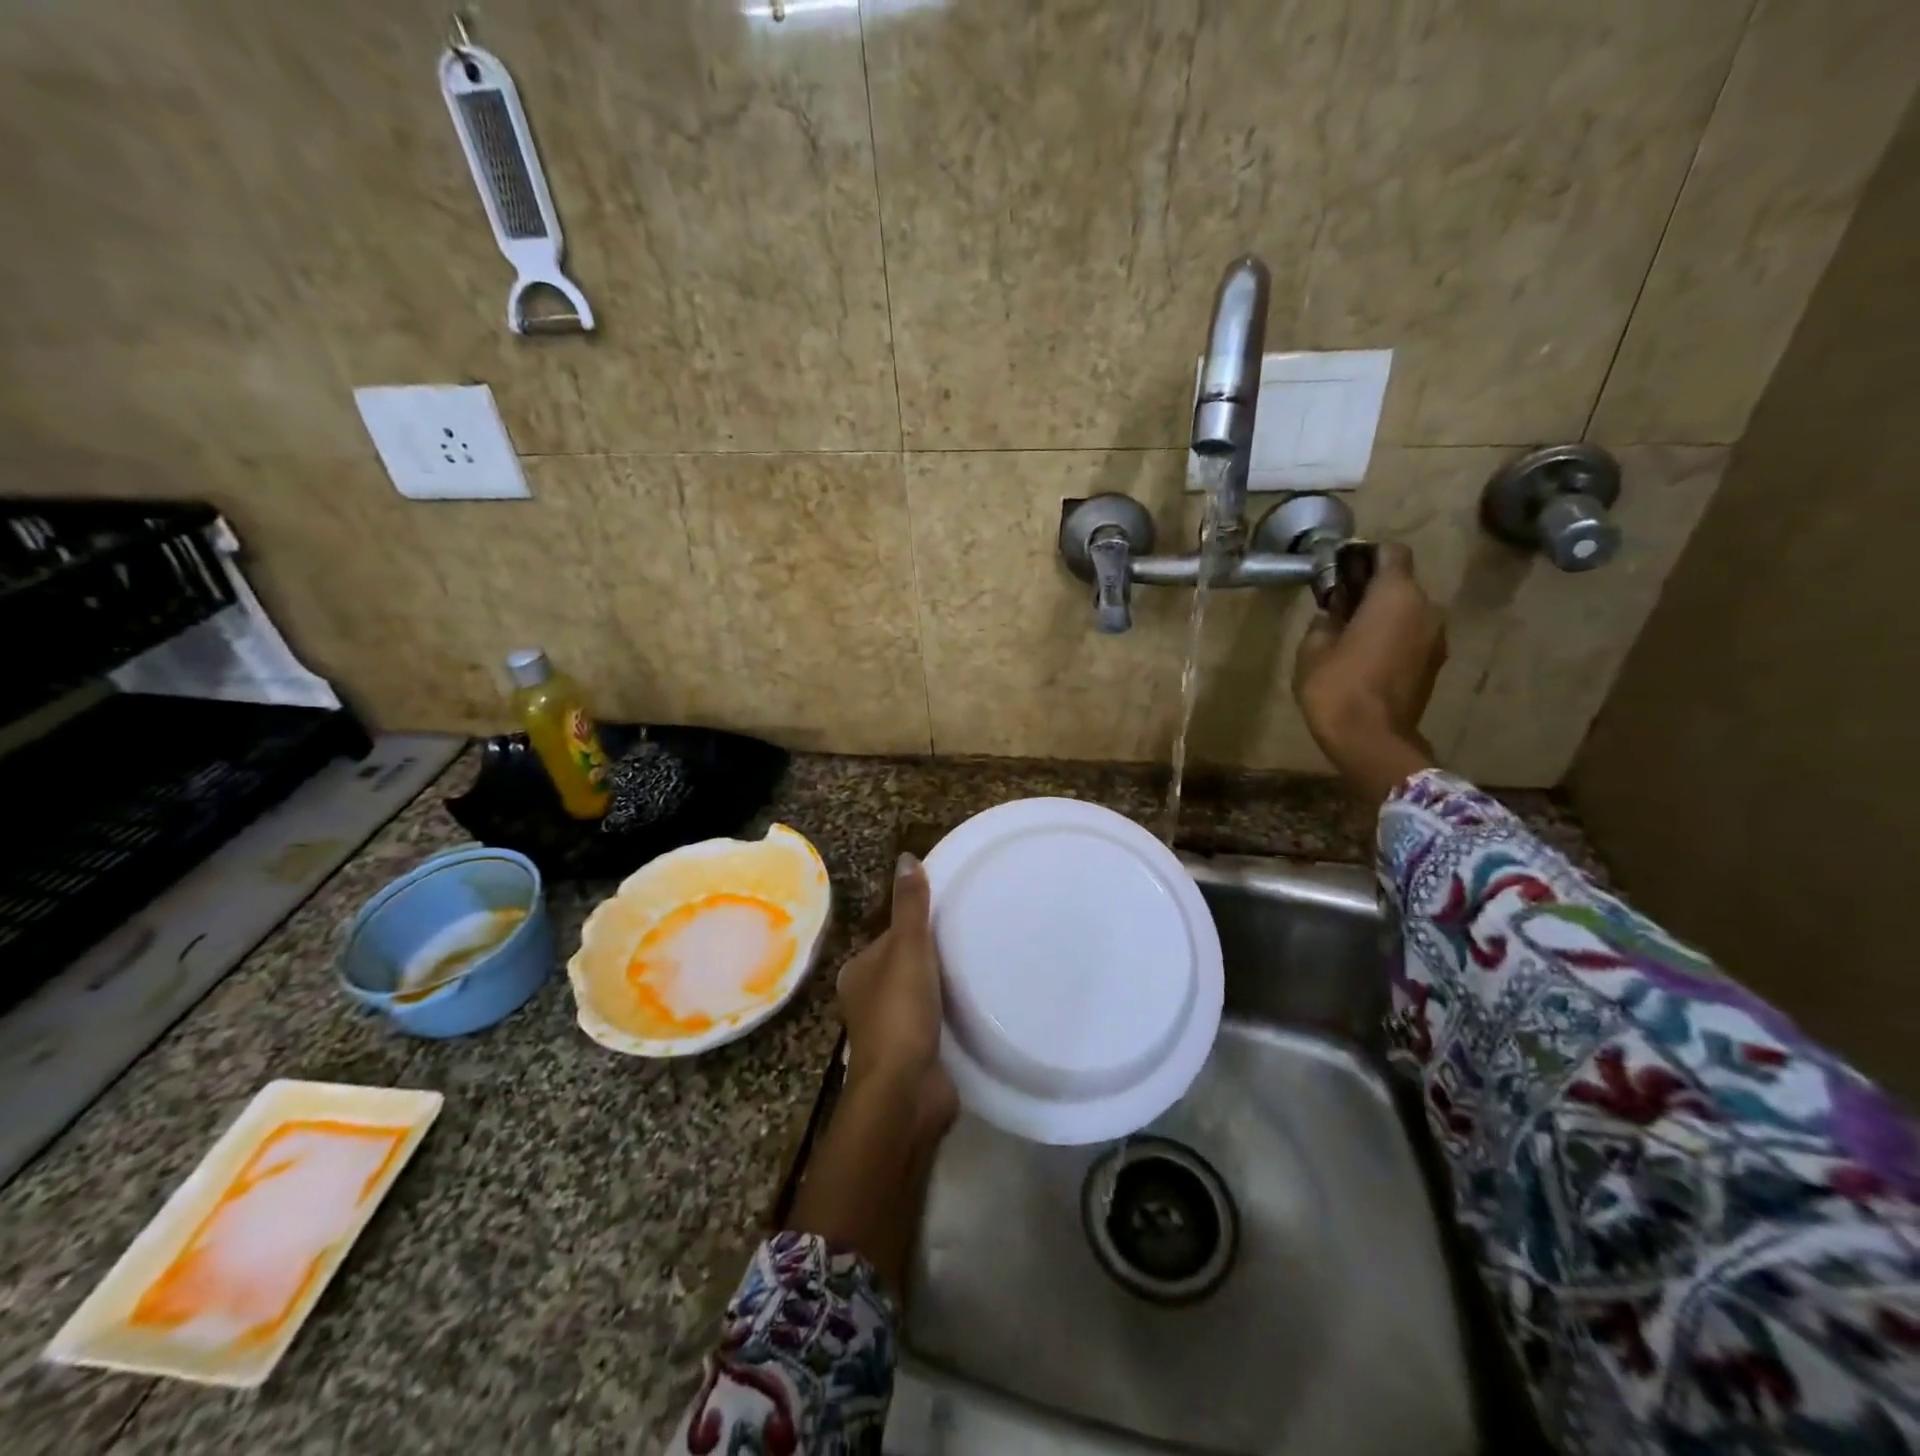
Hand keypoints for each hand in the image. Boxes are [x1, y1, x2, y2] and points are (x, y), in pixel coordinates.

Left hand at [836, 854, 956, 1137]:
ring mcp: (890, 1031)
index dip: (916, 926)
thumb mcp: (908, 949)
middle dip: (932, 957)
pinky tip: (974, 1009)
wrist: (905, 1092)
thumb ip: (910, 907)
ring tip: (979, 970)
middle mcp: (867, 1000)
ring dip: (942, 987)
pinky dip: (949, 1015)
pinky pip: (933, 1023)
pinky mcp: (913, 1055)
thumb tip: (906, 858)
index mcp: (857, 973)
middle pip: (905, 966)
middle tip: (972, 941)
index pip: (890, 937)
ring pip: (919, 996)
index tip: (949, 918)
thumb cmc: (900, 1013)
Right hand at [1293, 542, 1445, 803]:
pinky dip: (1393, 636)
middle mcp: (1426, 608)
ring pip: (1408, 611)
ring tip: (1351, 634)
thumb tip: (1333, 614)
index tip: (1340, 568)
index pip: (1390, 552)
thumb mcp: (1312, 649)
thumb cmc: (1336, 687)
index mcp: (1396, 596)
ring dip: (1383, 615)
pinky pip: (1413, 635)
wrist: (1372, 740)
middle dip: (1371, 588)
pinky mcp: (1435, 663)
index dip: (1365, 555)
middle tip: (1338, 604)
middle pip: (1401, 583)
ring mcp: (1436, 637)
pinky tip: (1367, 655)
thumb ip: (1324, 621)